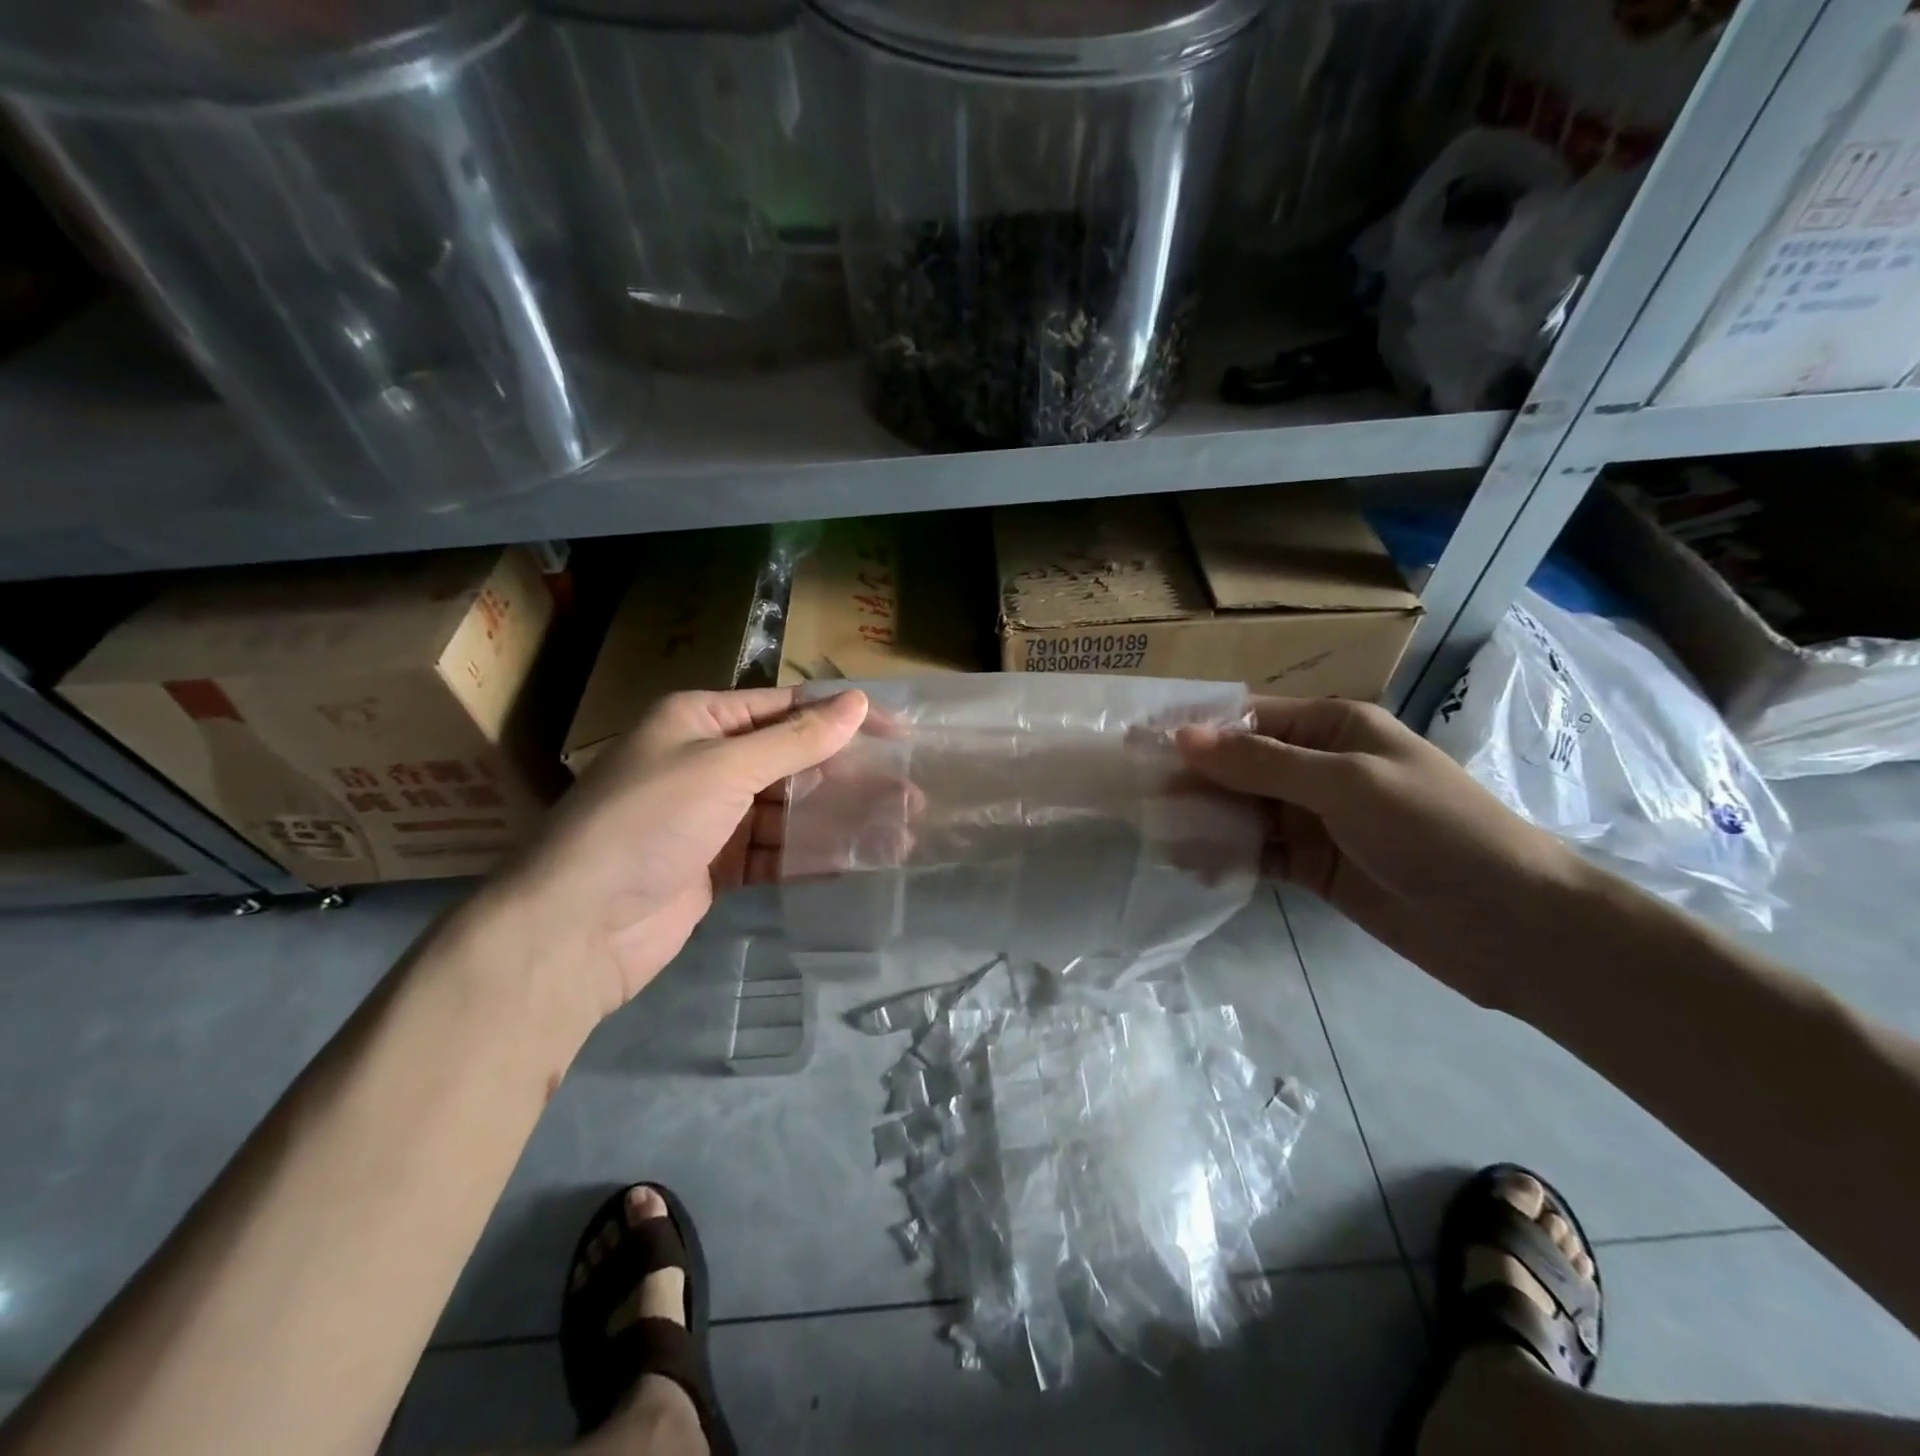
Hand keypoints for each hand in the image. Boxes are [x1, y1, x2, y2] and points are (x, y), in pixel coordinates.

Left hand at [472, 688, 868, 1029]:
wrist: (575, 929)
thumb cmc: (647, 823)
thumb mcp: (724, 768)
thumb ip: (796, 740)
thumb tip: (859, 702)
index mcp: (700, 719)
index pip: (787, 708)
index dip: (844, 717)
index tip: (899, 733)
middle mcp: (707, 761)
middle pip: (794, 761)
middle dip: (850, 776)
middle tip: (909, 791)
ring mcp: (712, 817)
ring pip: (790, 810)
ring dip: (840, 818)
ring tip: (899, 828)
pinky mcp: (717, 866)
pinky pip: (776, 852)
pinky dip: (812, 855)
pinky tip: (858, 860)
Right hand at [1178, 698, 1589, 1008]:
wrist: (1513, 925)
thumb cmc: (1435, 831)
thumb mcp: (1346, 784)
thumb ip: (1261, 763)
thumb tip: (1183, 737)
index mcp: (1333, 728)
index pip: (1247, 719)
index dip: (1194, 730)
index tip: (1138, 743)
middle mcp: (1318, 767)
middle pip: (1238, 766)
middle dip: (1192, 779)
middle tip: (1135, 796)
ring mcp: (1314, 819)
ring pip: (1241, 811)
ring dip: (1203, 821)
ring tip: (1157, 835)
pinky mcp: (1313, 865)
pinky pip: (1257, 852)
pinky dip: (1226, 857)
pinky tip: (1195, 867)